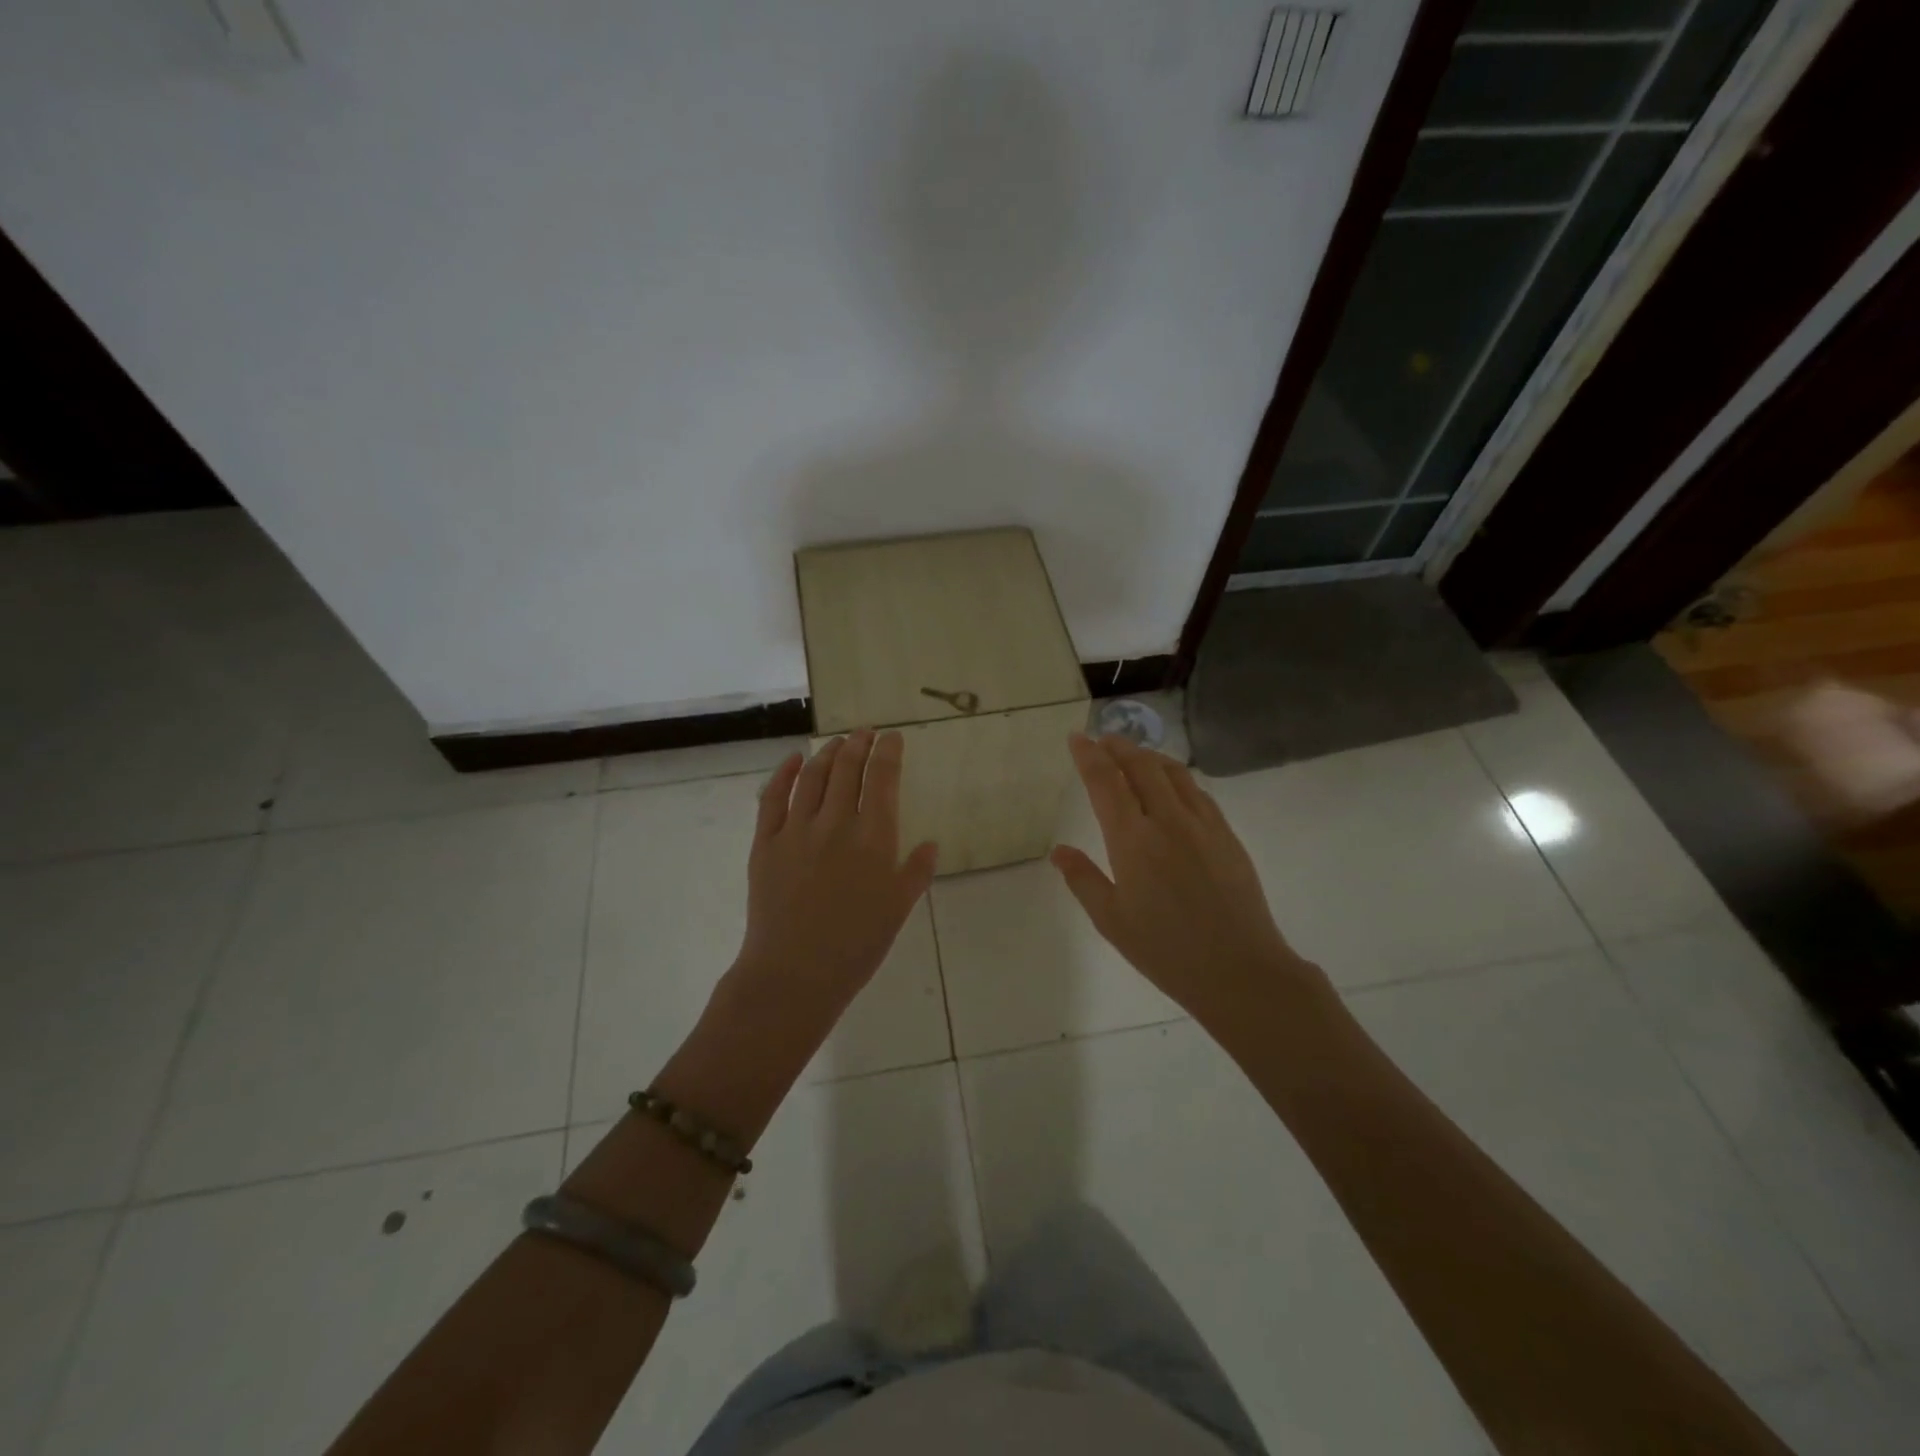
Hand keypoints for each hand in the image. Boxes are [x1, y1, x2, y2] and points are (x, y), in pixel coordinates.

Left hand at [728, 730, 938, 1031]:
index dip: (888, 752)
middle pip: (847, 769)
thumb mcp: (899, 910)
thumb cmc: (856, 946)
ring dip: (827, 752)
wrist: (795, 973)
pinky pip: (772, 797)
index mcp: (873, 838)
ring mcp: (796, 830)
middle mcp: (836, 823)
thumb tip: (930, 844)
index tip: (892, 736)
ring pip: (812, 776)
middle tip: (865, 733)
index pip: (882, 779)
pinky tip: (794, 759)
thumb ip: (916, 872)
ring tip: (837, 742)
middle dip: (859, 744)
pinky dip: (784, 772)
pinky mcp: (765, 842)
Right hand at [1051, 733, 1331, 1029]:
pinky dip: (1177, 777)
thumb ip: (1084, 880)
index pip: (1105, 782)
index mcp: (1132, 840)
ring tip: (1135, 754)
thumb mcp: (1112, 921)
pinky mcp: (1226, 835)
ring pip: (1173, 772)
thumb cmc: (1166, 951)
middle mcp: (1167, 820)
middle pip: (1141, 766)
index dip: (1089, 755)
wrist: (1239, 969)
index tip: (1077, 738)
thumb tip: (1059, 852)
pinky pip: (1198, 792)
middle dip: (1119, 746)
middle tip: (1104, 739)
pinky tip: (1173, 786)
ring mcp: (1202, 824)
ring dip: (1149, 756)